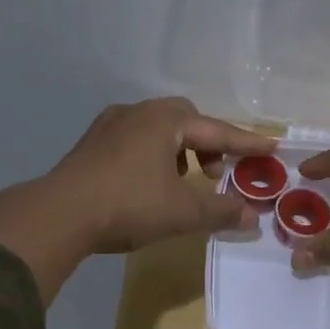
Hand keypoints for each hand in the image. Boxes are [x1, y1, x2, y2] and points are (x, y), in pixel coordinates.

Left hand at [0, 97, 274, 302]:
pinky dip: (153, 157)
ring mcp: (109, 126)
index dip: (246, 143)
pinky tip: (149, 184)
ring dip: (178, 151)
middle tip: (216, 173)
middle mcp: (137, 112)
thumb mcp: (184, 212)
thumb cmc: (129, 205)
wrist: (60, 214)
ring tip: (183, 180)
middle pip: (184, 120)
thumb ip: (222, 211)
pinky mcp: (90, 146)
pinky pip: (134, 141)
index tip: (270, 147)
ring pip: (156, 130)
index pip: (217, 130)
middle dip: (207, 143)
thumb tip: (253, 215)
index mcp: (164, 120)